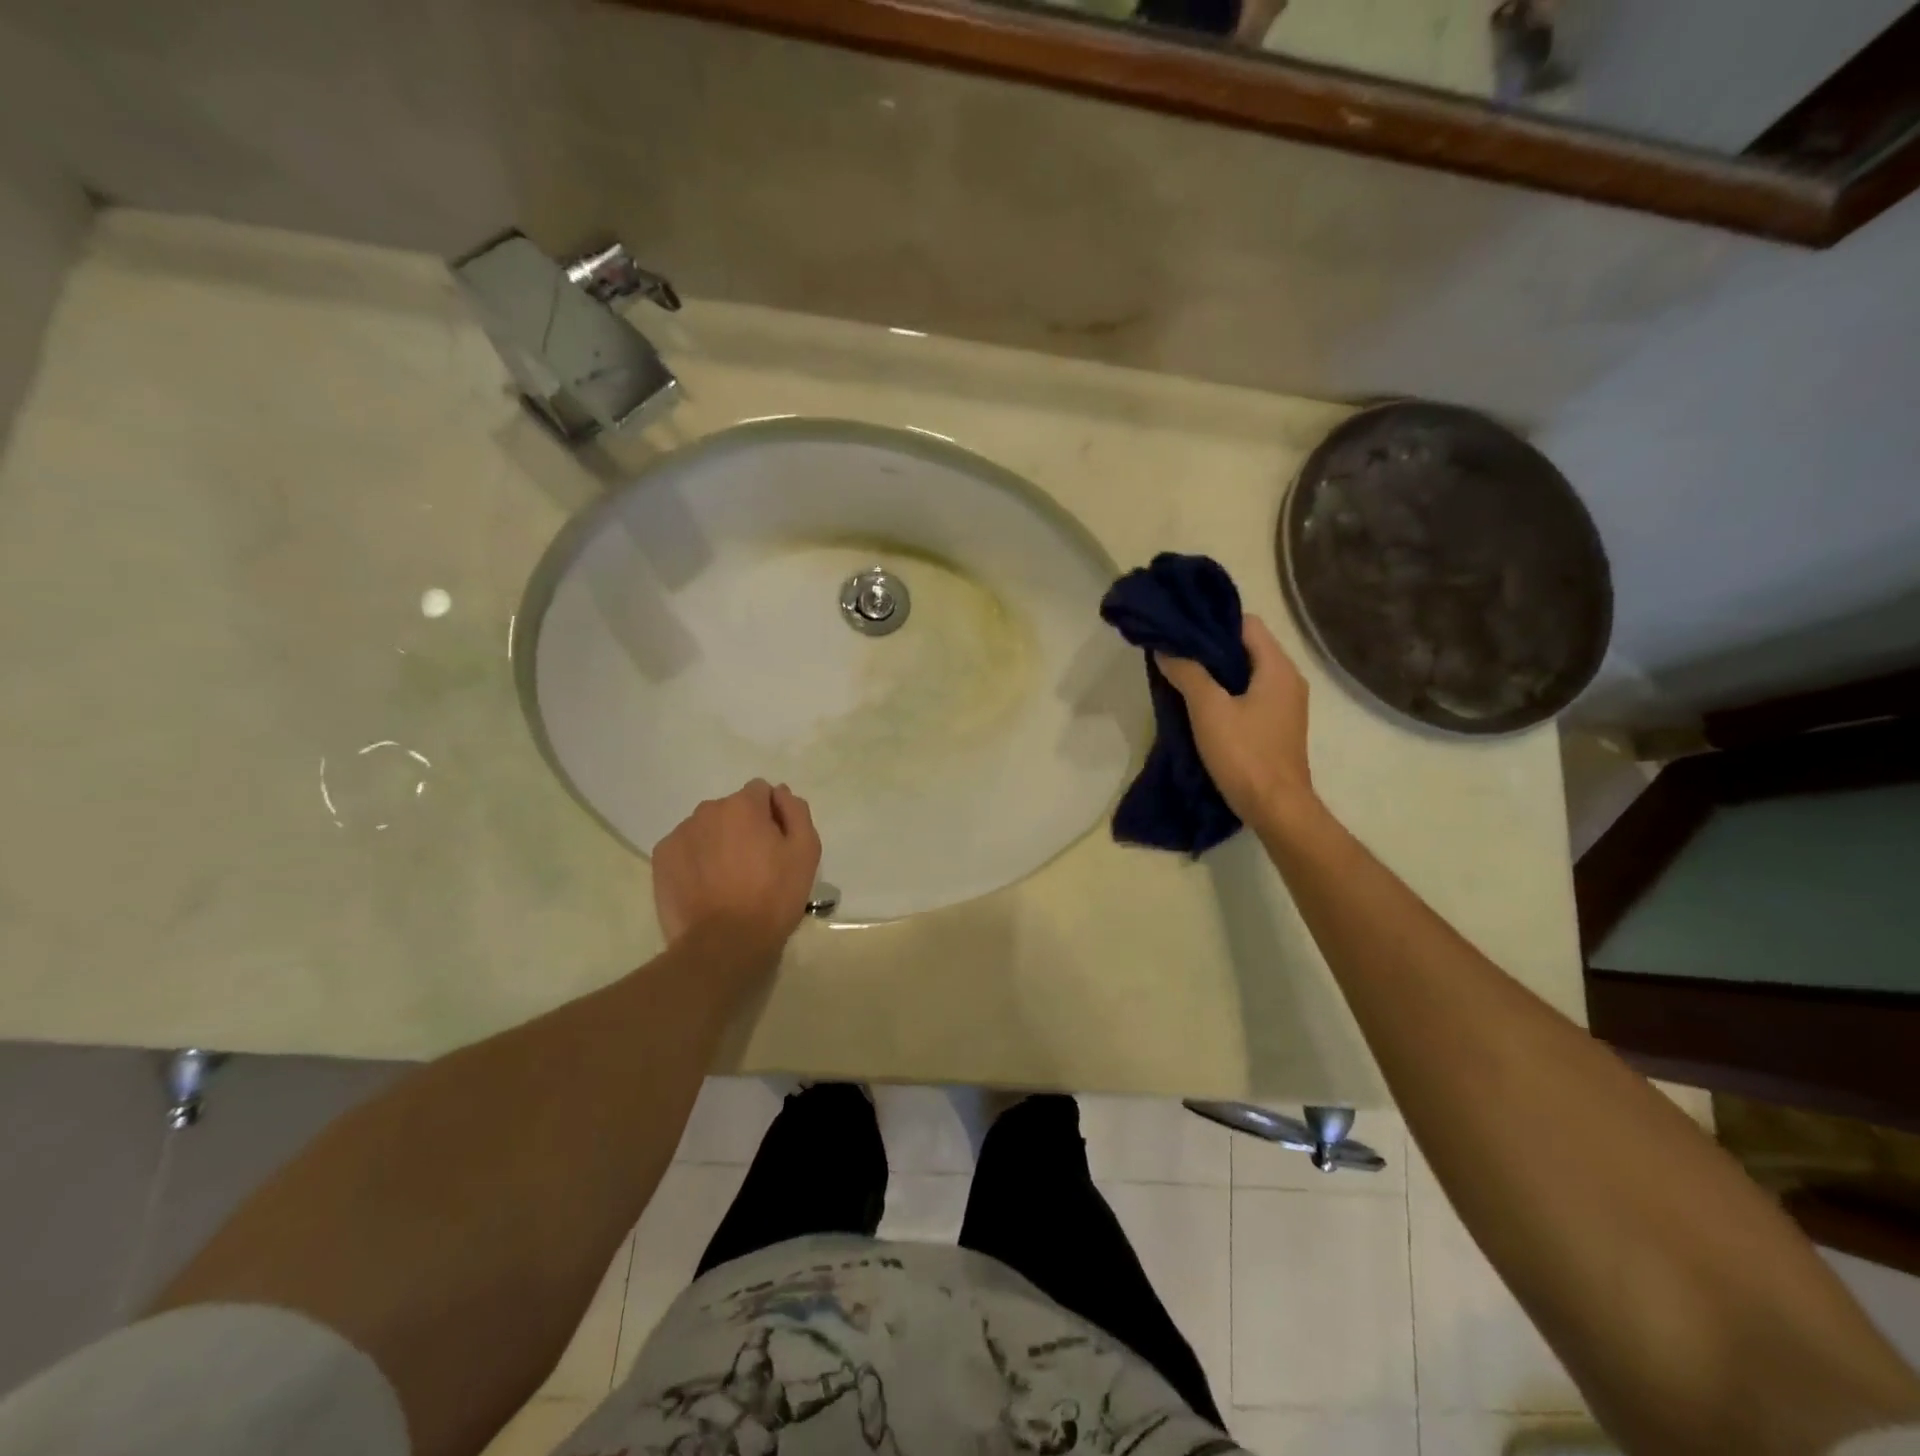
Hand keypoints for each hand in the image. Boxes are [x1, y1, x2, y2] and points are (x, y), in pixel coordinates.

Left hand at [651, 780, 822, 956]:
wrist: (724, 944)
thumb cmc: (773, 897)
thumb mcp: (805, 852)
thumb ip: (795, 811)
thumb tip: (780, 792)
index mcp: (743, 805)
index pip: (761, 791)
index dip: (772, 815)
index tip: (775, 844)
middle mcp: (707, 810)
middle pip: (731, 809)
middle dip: (743, 827)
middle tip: (754, 865)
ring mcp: (679, 834)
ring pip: (707, 828)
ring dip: (718, 842)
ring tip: (727, 879)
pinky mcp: (661, 859)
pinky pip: (685, 848)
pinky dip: (696, 859)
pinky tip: (705, 887)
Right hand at [1156, 614, 1314, 828]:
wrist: (1276, 808)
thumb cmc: (1245, 754)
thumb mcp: (1209, 710)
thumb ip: (1187, 673)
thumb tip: (1166, 649)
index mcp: (1278, 668)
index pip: (1246, 624)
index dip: (1213, 622)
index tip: (1181, 627)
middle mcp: (1287, 679)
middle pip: (1246, 647)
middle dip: (1210, 646)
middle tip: (1174, 649)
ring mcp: (1285, 704)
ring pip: (1246, 673)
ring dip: (1216, 671)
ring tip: (1180, 673)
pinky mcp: (1276, 726)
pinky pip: (1249, 695)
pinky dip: (1225, 691)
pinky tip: (1199, 703)